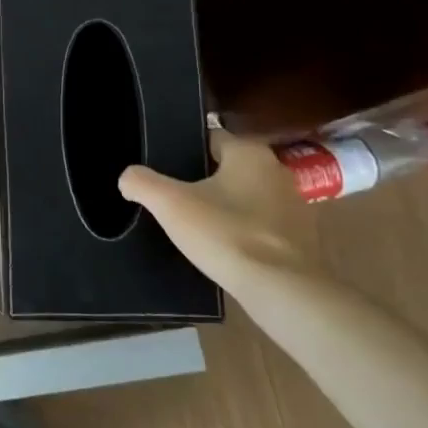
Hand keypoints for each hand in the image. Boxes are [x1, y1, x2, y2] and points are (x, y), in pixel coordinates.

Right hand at [118, 130, 319, 293]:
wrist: (282, 290)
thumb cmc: (226, 234)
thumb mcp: (169, 204)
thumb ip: (141, 183)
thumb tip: (128, 178)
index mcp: (250, 153)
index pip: (210, 138)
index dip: (183, 151)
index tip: (162, 168)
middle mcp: (277, 172)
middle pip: (227, 169)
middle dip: (201, 181)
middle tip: (171, 199)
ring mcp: (293, 207)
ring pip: (244, 198)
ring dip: (222, 208)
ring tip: (192, 226)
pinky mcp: (299, 239)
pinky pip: (259, 226)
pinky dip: (239, 232)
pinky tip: (220, 249)